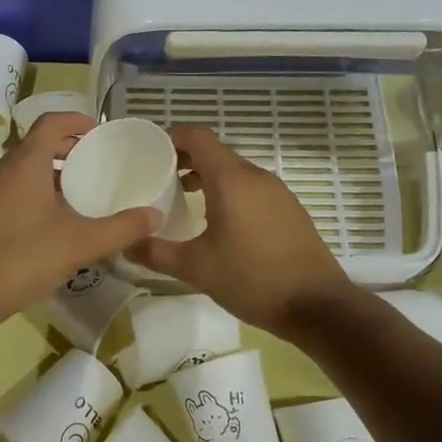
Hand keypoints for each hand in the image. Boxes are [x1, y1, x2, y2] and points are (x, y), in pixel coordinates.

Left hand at [0, 112, 161, 339]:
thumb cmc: (21, 259)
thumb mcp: (79, 244)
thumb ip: (121, 229)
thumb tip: (155, 216)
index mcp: (24, 163)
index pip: (51, 123)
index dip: (76, 120)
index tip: (99, 130)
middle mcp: (0, 169)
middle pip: (36, 144)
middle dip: (67, 148)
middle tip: (96, 162)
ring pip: (22, 169)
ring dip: (50, 172)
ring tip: (79, 193)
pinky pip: (11, 189)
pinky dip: (34, 191)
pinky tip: (51, 222)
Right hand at [127, 124, 356, 337]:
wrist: (317, 305)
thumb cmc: (251, 279)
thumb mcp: (195, 268)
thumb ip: (155, 252)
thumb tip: (124, 245)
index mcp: (231, 179)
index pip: (197, 136)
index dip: (172, 136)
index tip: (150, 150)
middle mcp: (255, 176)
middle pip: (215, 152)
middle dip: (185, 159)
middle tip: (159, 178)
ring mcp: (277, 192)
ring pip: (235, 171)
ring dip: (208, 176)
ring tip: (184, 199)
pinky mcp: (290, 209)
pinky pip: (252, 188)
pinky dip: (230, 192)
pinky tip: (220, 222)